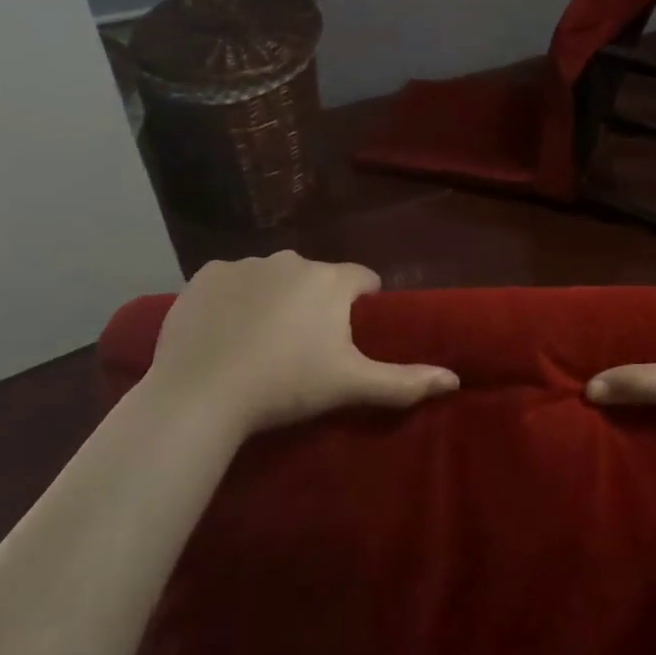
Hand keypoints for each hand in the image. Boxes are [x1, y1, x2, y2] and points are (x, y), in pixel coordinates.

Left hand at [139, 252, 456, 436]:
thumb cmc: (286, 387)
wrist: (201, 395)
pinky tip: (225, 332)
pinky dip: (234, 299)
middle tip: (302, 348)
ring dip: (275, 299)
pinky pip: (231, 281)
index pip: (363, 279)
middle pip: (316, 277)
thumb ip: (404, 381)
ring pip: (273, 276)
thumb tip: (454, 379)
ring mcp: (245, 263)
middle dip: (316, 303)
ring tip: (260, 343)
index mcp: (331, 279)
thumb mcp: (350, 386)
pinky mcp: (206, 275)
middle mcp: (292, 259)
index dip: (361, 305)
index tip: (346, 339)